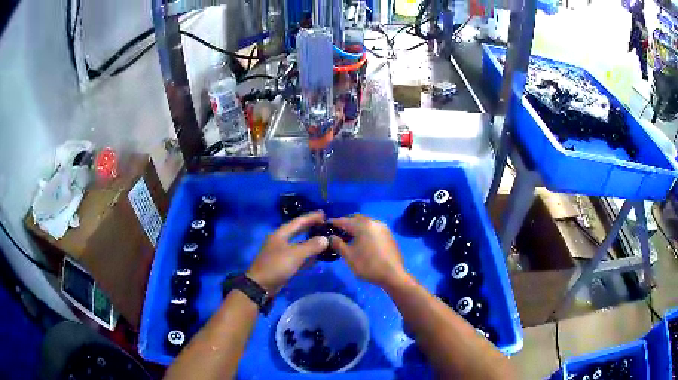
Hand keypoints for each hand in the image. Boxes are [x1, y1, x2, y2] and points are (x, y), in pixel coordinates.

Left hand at [247, 211, 328, 294]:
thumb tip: (325, 239)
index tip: (323, 213)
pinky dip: (307, 254)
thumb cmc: (276, 266)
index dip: (311, 217)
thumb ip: (311, 246)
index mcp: (281, 234)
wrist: (261, 285)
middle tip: (324, 223)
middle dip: (310, 226)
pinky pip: (298, 255)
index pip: (298, 221)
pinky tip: (316, 256)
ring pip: (298, 243)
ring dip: (309, 241)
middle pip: (297, 230)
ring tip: (323, 238)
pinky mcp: (283, 263)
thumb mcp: (295, 255)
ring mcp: (281, 252)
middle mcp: (280, 240)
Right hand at [329, 215, 407, 288]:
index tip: (325, 226)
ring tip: (348, 238)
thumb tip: (331, 237)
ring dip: (355, 227)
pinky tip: (361, 241)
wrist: (393, 275)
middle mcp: (374, 222)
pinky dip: (364, 231)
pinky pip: (372, 228)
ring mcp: (383, 227)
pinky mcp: (388, 234)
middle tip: (336, 233)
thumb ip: (337, 244)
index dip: (333, 223)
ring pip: (365, 222)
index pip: (344, 220)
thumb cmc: (368, 265)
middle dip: (345, 224)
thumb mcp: (349, 256)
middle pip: (355, 219)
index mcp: (363, 225)